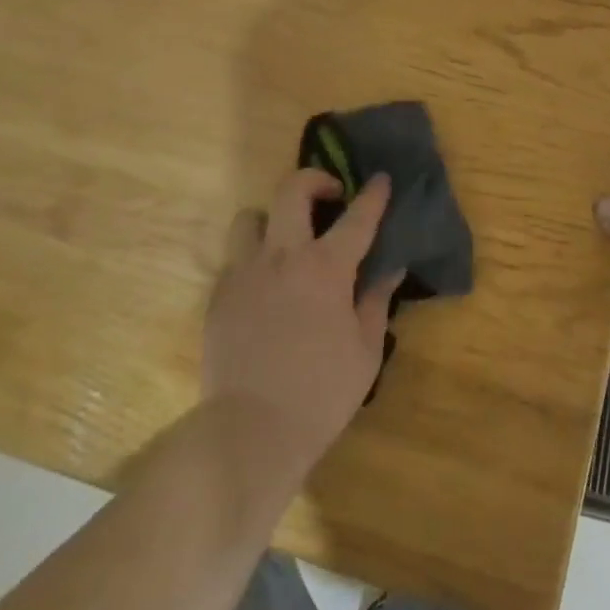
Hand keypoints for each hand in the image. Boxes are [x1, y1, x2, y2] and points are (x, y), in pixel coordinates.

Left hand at [204, 168, 402, 471]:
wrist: (251, 430)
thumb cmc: (320, 394)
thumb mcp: (365, 351)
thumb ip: (376, 301)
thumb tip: (390, 268)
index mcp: (326, 268)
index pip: (357, 218)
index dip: (373, 195)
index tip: (381, 179)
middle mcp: (282, 257)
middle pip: (292, 192)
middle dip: (314, 180)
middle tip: (329, 195)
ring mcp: (244, 273)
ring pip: (250, 217)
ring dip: (271, 218)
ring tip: (285, 240)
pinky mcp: (218, 295)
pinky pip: (234, 259)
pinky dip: (252, 260)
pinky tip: (264, 287)